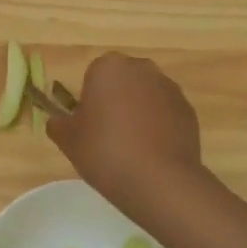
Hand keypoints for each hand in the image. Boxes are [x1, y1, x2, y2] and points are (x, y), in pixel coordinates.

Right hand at [48, 53, 205, 213]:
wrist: (159, 180)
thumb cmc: (105, 152)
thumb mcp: (68, 140)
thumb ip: (58, 124)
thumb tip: (59, 120)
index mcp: (109, 67)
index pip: (93, 76)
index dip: (89, 101)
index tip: (89, 126)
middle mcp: (142, 68)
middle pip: (122, 82)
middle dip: (116, 101)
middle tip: (108, 135)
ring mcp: (169, 88)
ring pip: (146, 96)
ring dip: (138, 113)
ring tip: (132, 148)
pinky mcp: (188, 110)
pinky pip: (165, 113)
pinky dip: (159, 126)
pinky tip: (152, 153)